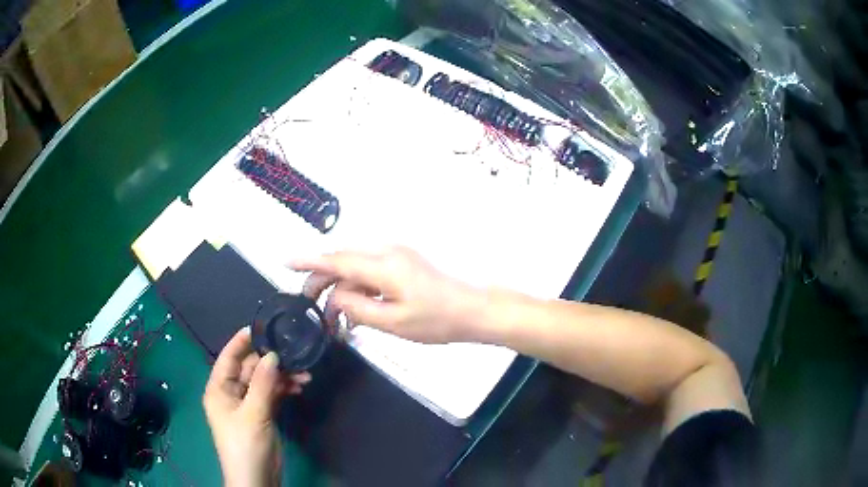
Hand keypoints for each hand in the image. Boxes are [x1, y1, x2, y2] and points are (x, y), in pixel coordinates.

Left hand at [203, 327, 310, 486]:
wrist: (256, 478)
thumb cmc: (246, 445)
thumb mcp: (253, 414)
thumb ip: (263, 384)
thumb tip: (272, 354)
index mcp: (219, 388)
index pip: (229, 357)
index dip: (242, 341)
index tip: (263, 326)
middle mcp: (232, 392)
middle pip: (250, 368)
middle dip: (272, 362)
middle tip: (296, 353)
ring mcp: (247, 404)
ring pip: (264, 381)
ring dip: (282, 376)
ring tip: (305, 374)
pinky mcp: (262, 414)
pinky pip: (272, 394)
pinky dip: (285, 389)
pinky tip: (300, 387)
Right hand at [291, 246, 480, 343]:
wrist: (474, 310)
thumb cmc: (436, 320)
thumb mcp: (393, 322)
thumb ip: (357, 307)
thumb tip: (334, 297)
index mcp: (383, 265)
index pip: (336, 260)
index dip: (308, 261)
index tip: (285, 262)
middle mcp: (387, 253)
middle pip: (343, 260)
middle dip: (321, 279)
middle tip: (308, 304)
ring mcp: (396, 256)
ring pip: (355, 266)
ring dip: (340, 287)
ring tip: (332, 316)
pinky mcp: (403, 264)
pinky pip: (370, 271)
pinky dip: (357, 288)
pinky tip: (354, 311)